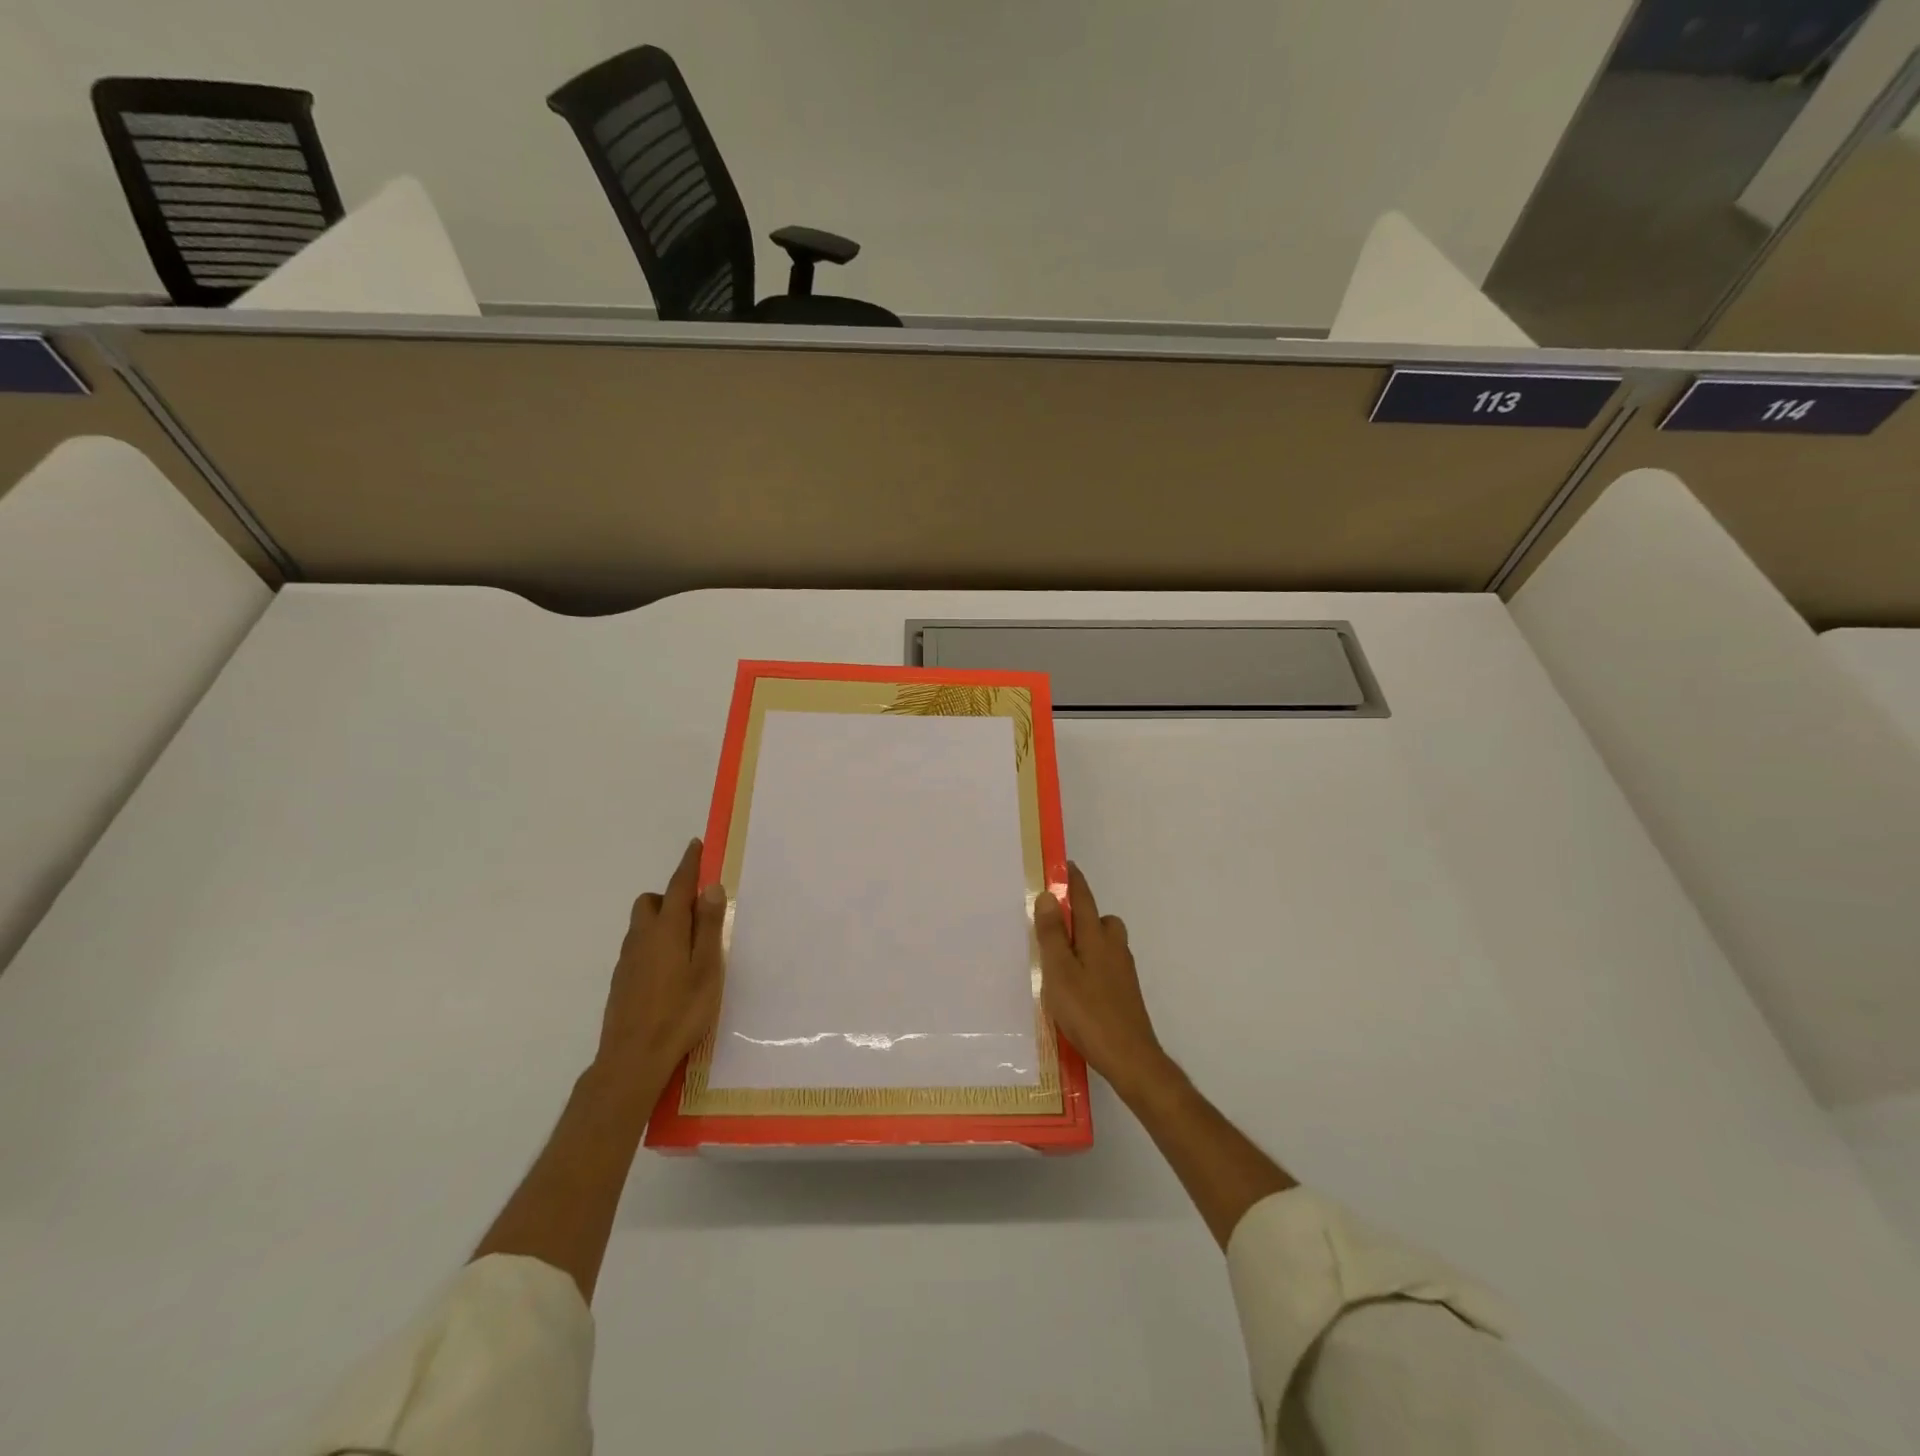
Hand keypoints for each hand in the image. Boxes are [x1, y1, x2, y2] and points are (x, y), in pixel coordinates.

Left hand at [595, 838, 726, 1092]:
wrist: (632, 1059)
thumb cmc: (680, 1012)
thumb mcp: (707, 968)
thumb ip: (708, 926)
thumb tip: (710, 887)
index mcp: (667, 930)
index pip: (678, 886)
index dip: (688, 864)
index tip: (695, 846)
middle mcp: (642, 938)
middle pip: (651, 902)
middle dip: (670, 897)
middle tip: (696, 913)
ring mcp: (627, 961)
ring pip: (642, 926)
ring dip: (662, 922)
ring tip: (687, 947)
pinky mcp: (621, 982)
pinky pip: (638, 948)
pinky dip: (653, 945)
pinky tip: (669, 973)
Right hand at [1034, 862, 1169, 1094]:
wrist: (1130, 1058)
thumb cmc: (1089, 1012)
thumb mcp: (1060, 972)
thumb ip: (1053, 935)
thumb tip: (1050, 895)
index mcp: (1097, 938)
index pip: (1084, 899)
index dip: (1073, 881)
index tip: (1063, 865)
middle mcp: (1114, 948)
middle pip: (1099, 919)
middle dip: (1080, 914)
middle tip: (1054, 923)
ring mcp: (1123, 971)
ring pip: (1104, 943)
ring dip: (1086, 941)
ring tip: (1060, 958)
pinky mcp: (1124, 992)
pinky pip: (1105, 964)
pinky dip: (1091, 963)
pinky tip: (1076, 986)